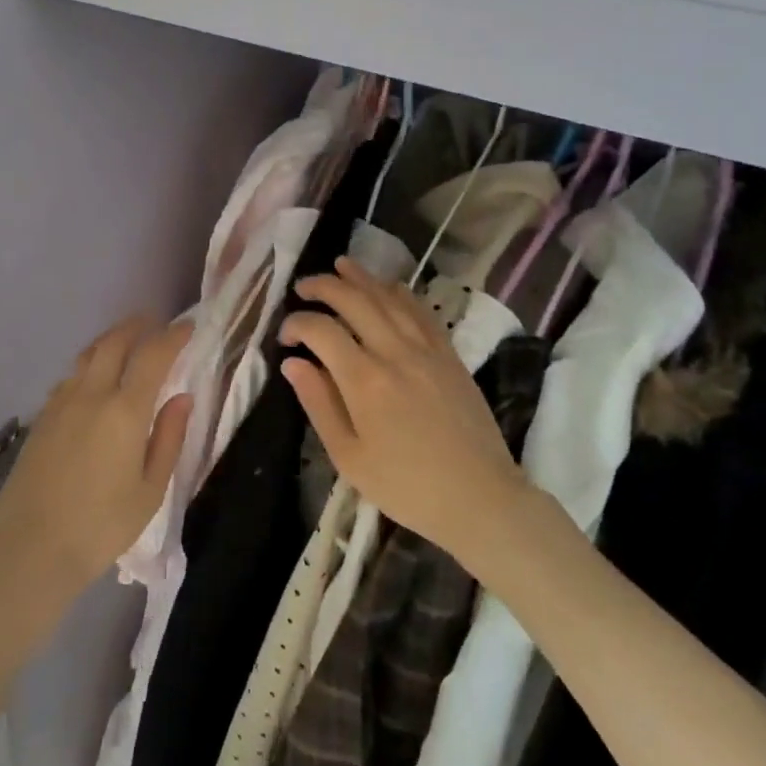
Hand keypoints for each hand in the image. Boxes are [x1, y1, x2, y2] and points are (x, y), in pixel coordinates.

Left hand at [0, 316, 192, 602]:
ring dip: (110, 342)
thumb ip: (168, 438)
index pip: (152, 356)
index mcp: (124, 411)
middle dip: (136, 326)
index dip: (172, 336)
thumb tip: (183, 398)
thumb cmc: (101, 526)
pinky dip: (89, 367)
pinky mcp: (41, 418)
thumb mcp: (150, 490)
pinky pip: (70, 378)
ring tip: (125, 344)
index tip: (188, 327)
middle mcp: (90, 395)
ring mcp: (60, 404)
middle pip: (113, 343)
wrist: (31, 549)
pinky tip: (94, 382)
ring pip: (87, 356)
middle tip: (153, 323)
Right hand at [280, 257, 526, 566]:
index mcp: (364, 380)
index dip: (296, 324)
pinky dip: (400, 292)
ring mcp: (426, 349)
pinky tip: (388, 287)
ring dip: (361, 278)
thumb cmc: (406, 486)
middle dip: (323, 286)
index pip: (321, 330)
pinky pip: (422, 311)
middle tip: (303, 286)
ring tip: (339, 266)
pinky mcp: (449, 354)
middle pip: (354, 300)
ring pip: (389, 297)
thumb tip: (292, 363)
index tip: (285, 338)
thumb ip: (318, 404)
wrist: (480, 498)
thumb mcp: (349, 457)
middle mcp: (394, 352)